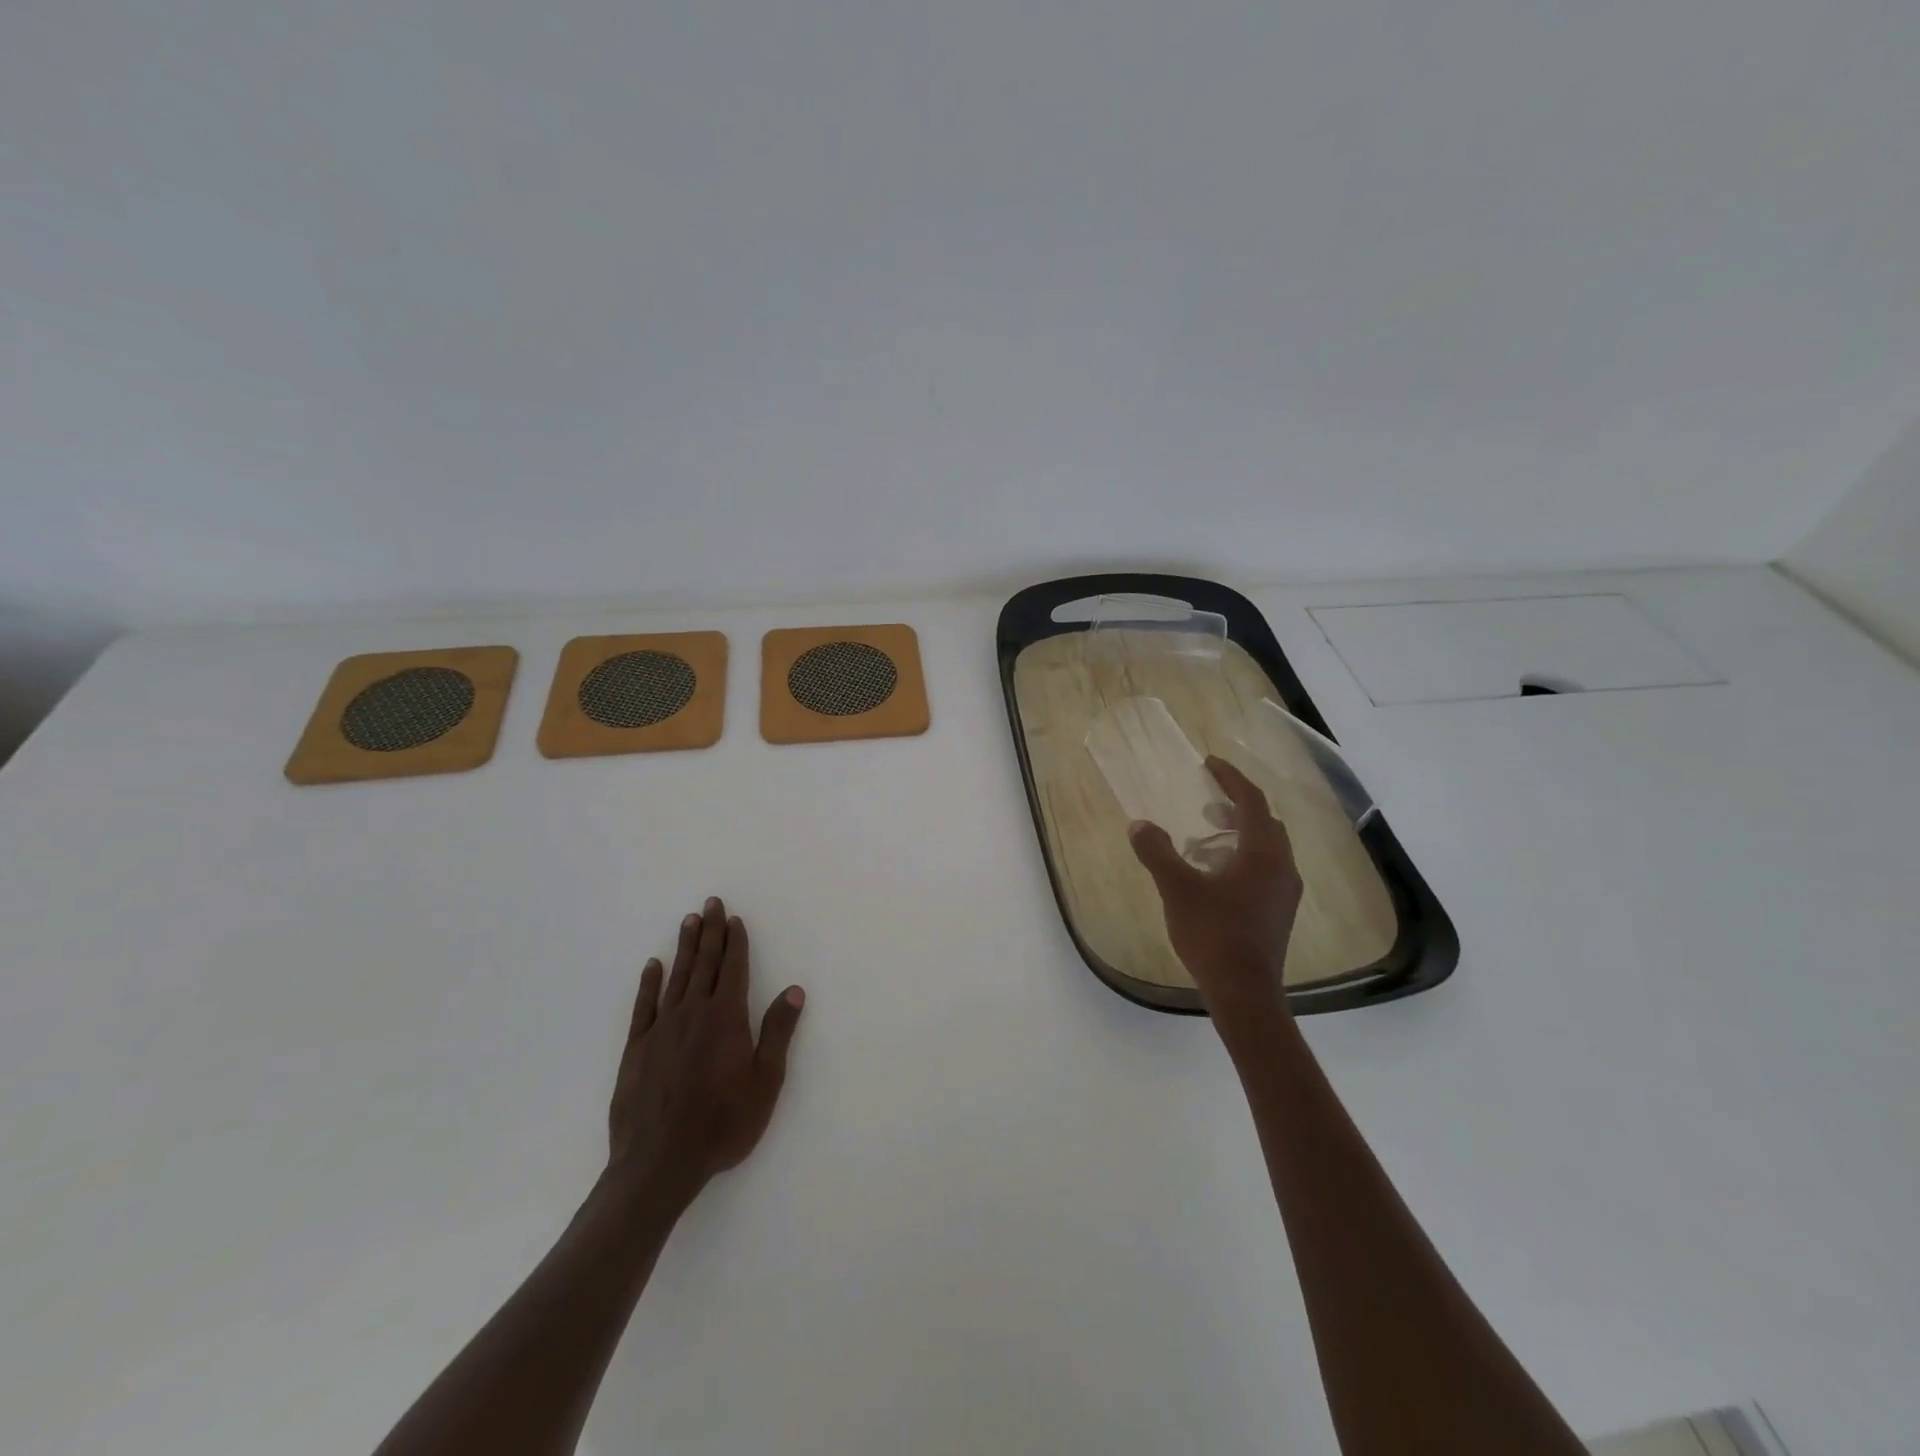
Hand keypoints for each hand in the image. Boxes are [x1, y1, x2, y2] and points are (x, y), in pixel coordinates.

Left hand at [607, 897, 805, 1201]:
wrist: (658, 1165)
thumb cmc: (722, 1125)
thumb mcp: (765, 1083)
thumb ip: (778, 1033)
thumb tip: (795, 991)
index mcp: (726, 1019)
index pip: (733, 969)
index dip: (735, 942)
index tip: (735, 919)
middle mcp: (693, 1013)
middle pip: (704, 963)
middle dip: (710, 932)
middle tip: (711, 903)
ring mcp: (661, 1029)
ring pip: (676, 977)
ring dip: (685, 947)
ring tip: (689, 921)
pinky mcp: (636, 1048)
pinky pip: (644, 1005)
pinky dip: (649, 982)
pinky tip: (653, 965)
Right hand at [1129, 757, 1303, 1036]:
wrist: (1244, 992)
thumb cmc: (1213, 933)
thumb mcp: (1177, 888)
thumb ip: (1157, 852)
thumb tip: (1138, 824)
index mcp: (1263, 854)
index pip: (1252, 801)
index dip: (1231, 778)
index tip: (1210, 763)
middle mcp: (1282, 868)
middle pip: (1264, 823)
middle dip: (1236, 807)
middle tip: (1206, 803)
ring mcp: (1284, 894)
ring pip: (1266, 849)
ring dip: (1238, 835)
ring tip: (1204, 841)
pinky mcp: (1278, 914)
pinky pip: (1264, 871)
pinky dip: (1242, 859)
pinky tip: (1214, 878)